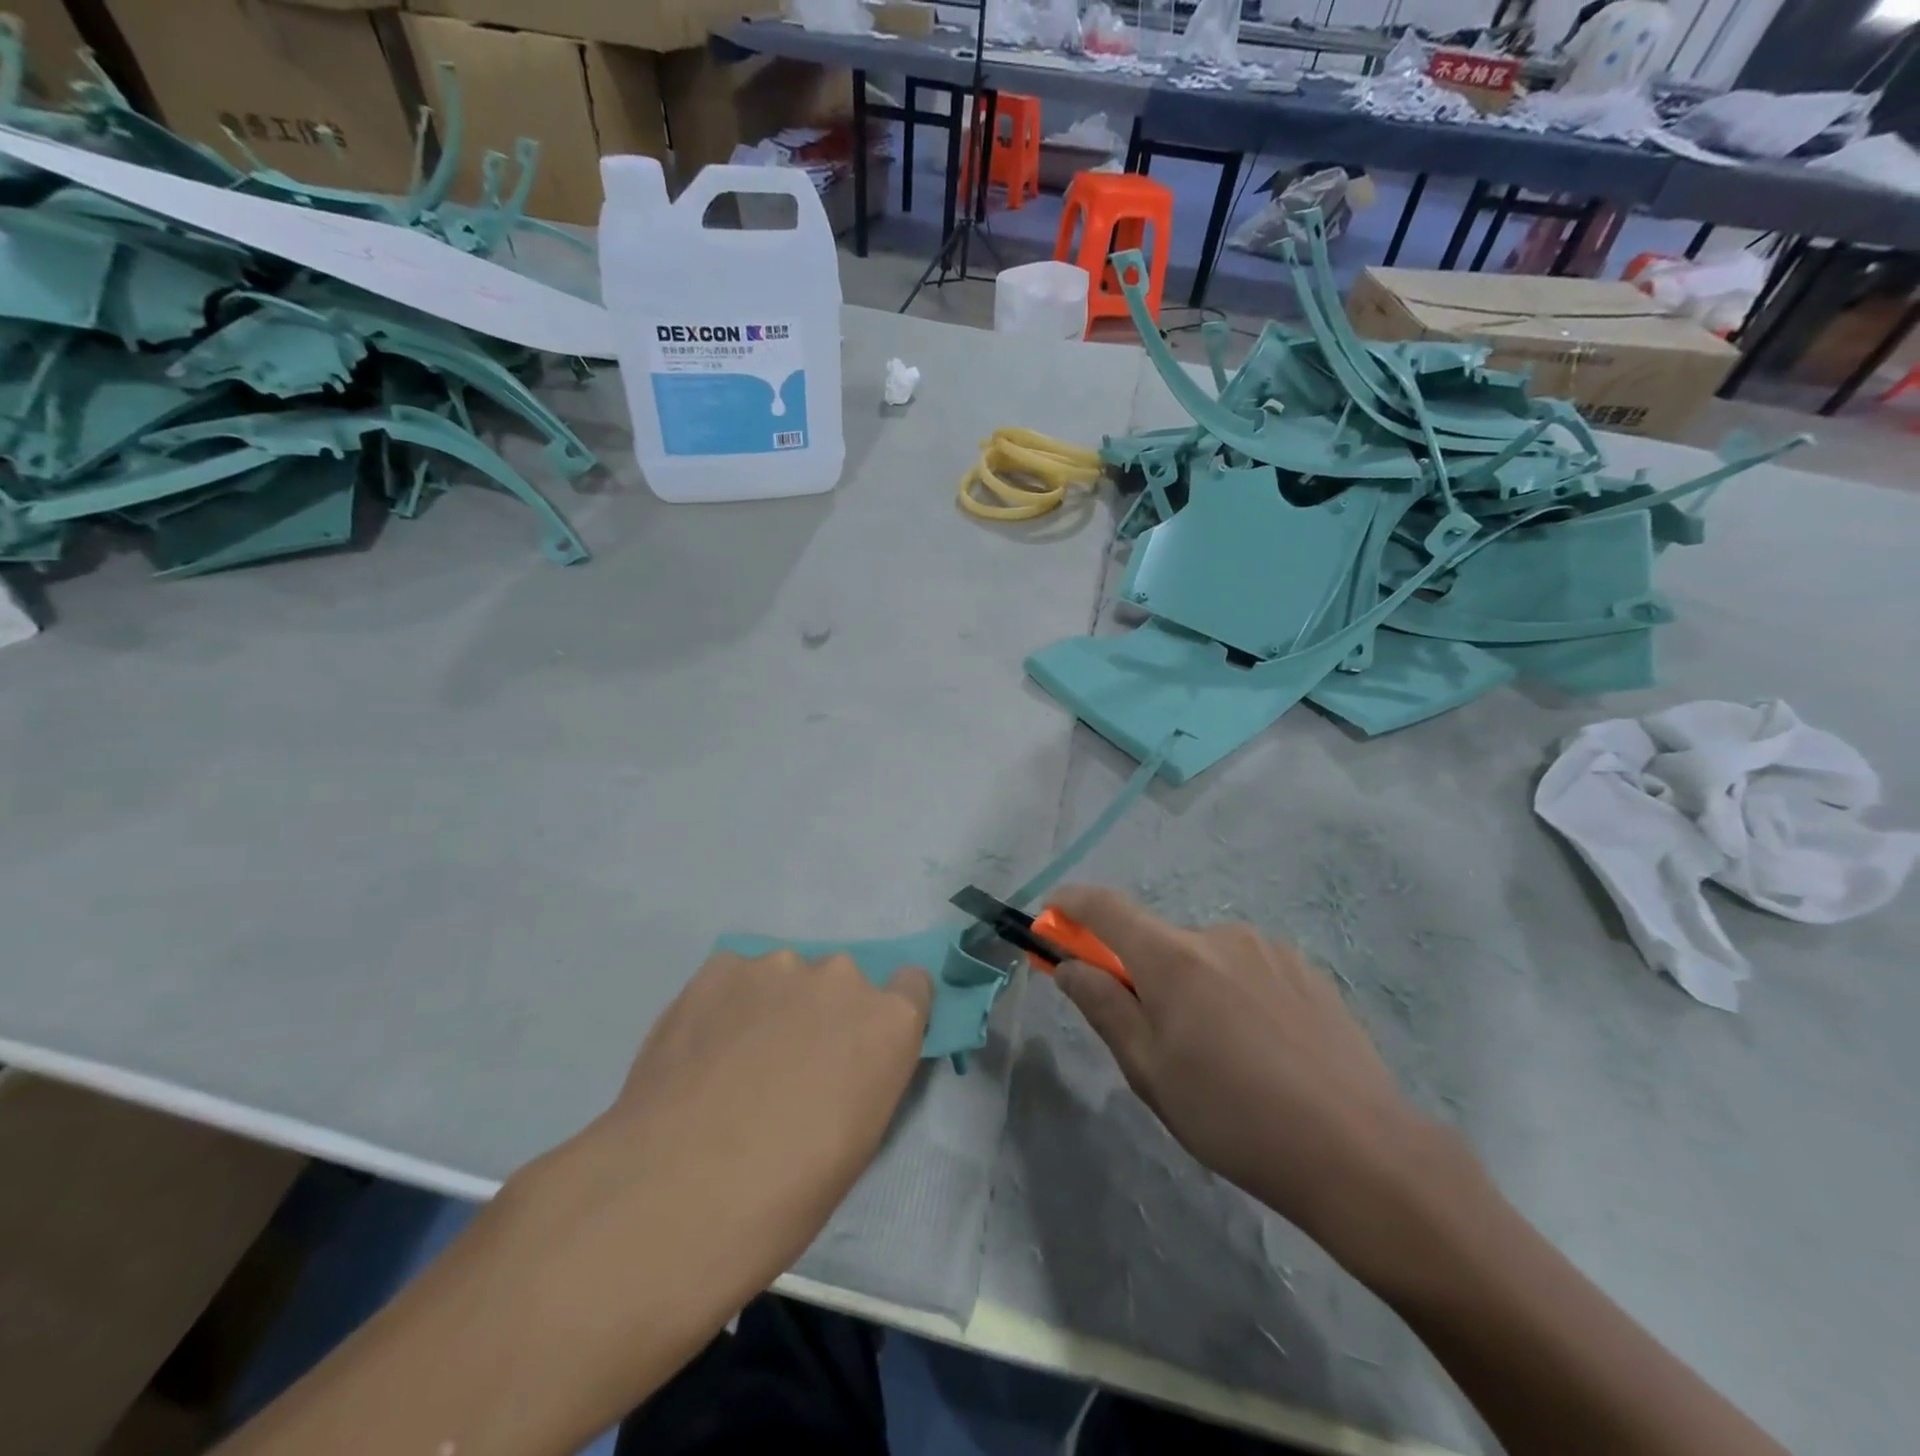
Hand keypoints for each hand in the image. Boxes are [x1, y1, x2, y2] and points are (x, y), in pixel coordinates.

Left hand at [501, 951, 931, 1350]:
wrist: (674, 1194)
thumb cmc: (785, 1194)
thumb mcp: (858, 1140)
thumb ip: (866, 1074)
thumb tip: (846, 1061)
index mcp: (888, 1021)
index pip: (912, 985)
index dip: (886, 1015)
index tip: (860, 1047)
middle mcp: (842, 977)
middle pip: (842, 982)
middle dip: (822, 1014)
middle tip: (786, 1066)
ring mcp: (778, 965)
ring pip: (786, 977)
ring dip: (774, 1006)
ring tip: (732, 1061)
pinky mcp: (720, 967)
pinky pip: (737, 978)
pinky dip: (727, 1004)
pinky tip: (700, 1051)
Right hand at [1049, 885, 1443, 1267]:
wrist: (1360, 1151)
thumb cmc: (1234, 1117)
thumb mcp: (1149, 1072)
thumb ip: (1103, 1007)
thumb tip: (1067, 965)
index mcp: (1173, 957)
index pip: (1105, 907)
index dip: (1071, 904)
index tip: (1052, 917)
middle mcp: (1219, 935)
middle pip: (1157, 939)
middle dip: (1140, 973)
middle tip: (1154, 1038)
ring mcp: (1268, 949)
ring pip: (1204, 957)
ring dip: (1192, 987)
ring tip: (1221, 1056)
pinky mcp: (1306, 970)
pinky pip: (1247, 969)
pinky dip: (1233, 993)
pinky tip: (1262, 1050)